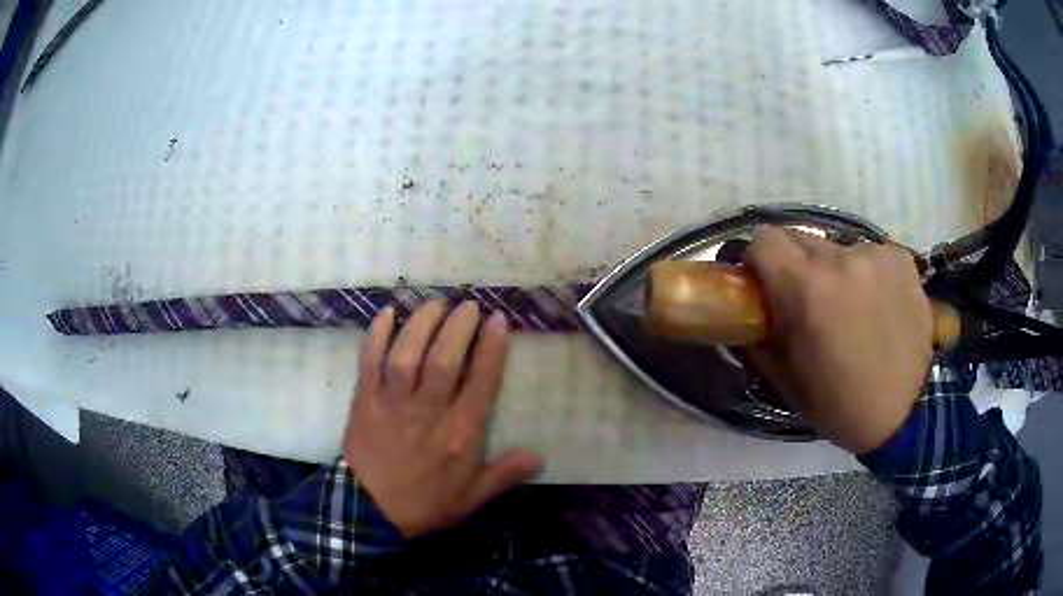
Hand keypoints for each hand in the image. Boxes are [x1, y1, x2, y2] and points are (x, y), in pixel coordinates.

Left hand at [343, 301, 544, 537]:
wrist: (370, 512)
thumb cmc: (425, 503)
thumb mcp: (472, 498)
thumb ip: (505, 475)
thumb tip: (540, 457)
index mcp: (460, 433)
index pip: (481, 382)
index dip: (491, 348)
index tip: (497, 320)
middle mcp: (428, 411)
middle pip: (444, 359)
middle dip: (458, 327)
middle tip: (468, 305)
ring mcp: (392, 403)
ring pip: (407, 354)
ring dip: (422, 323)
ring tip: (436, 303)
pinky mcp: (365, 400)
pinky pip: (369, 361)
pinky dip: (376, 335)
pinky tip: (386, 313)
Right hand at [743, 227, 933, 453]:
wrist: (905, 413)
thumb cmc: (840, 404)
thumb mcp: (787, 380)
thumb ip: (759, 338)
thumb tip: (746, 312)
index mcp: (805, 289)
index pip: (763, 239)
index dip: (758, 260)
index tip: (765, 284)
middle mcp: (839, 259)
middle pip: (799, 238)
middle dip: (795, 265)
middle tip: (808, 301)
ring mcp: (874, 255)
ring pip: (837, 248)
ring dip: (835, 271)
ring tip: (852, 308)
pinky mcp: (901, 258)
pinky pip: (869, 254)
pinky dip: (867, 273)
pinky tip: (879, 304)